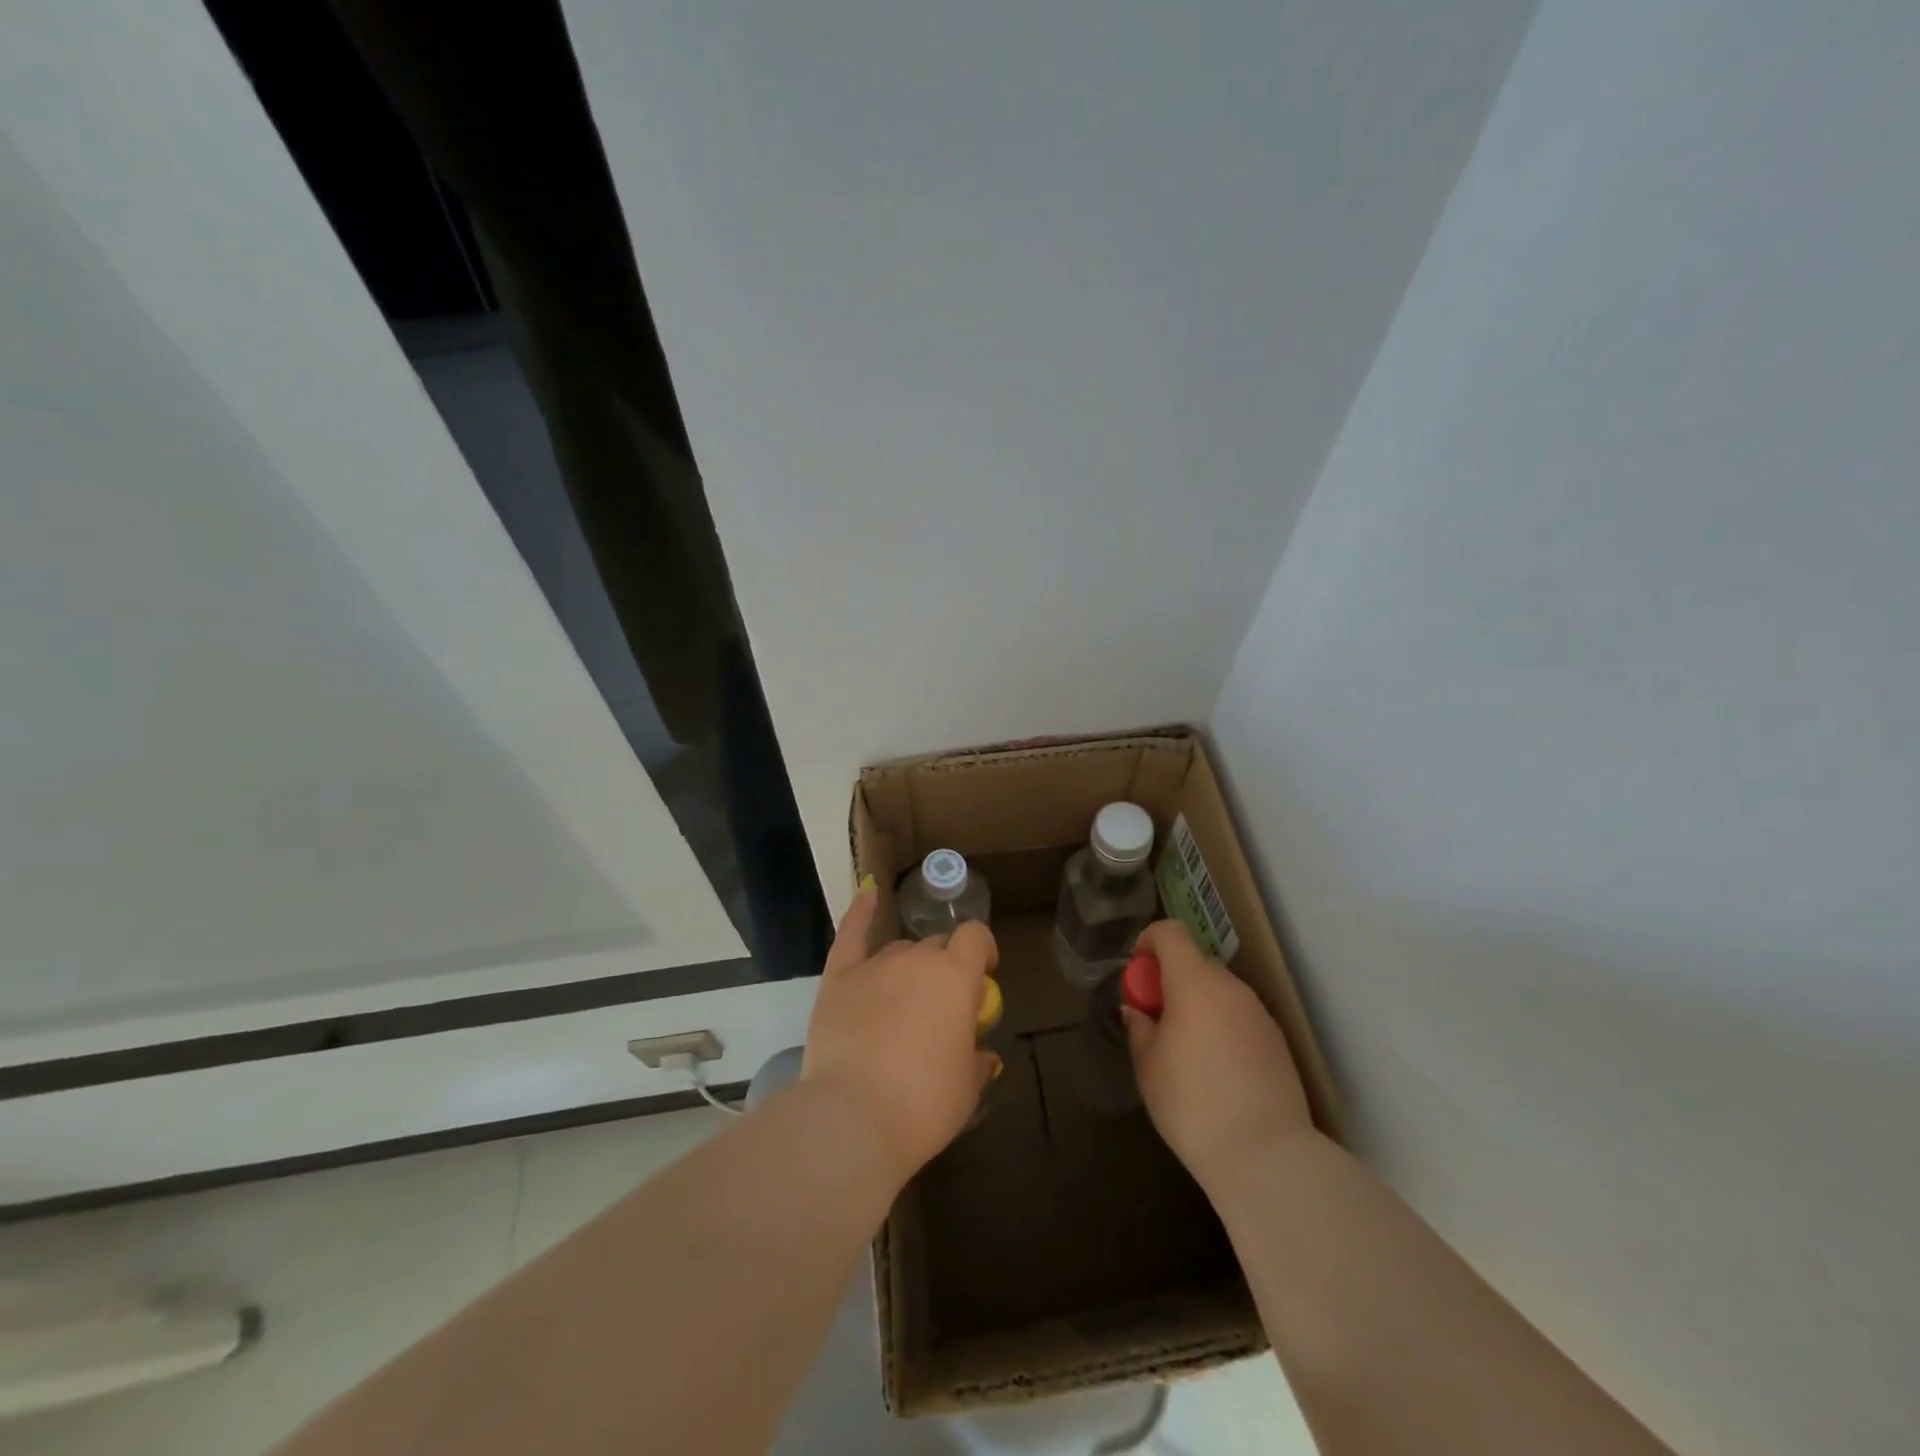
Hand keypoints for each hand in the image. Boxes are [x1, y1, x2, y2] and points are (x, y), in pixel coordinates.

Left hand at [801, 886, 999, 1181]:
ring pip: (900, 949)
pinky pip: (851, 934)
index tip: (984, 975)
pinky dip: (861, 912)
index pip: (976, 938)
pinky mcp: (838, 978)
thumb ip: (977, 1061)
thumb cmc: (923, 1105)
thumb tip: (982, 1054)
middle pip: (937, 945)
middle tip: (942, 1005)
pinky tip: (868, 893)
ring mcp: (874, 965)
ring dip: (909, 966)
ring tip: (905, 1000)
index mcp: (955, 977)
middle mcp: (917, 959)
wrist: (853, 1118)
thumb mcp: (967, 1090)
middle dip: (945, 966)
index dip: (983, 950)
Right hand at [1124, 919, 1312, 1188]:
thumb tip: (1138, 1011)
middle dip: (1172, 981)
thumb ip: (1140, 1028)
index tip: (1139, 974)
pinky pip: (1240, 1017)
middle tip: (1157, 1020)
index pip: (1171, 933)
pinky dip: (1222, 1026)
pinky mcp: (1278, 1042)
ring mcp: (1259, 1014)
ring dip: (1199, 1004)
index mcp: (1195, 983)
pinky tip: (1217, 1070)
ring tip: (1186, 1050)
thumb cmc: (1192, 1105)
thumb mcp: (1148, 1066)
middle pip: (1196, 963)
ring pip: (1220, 992)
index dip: (1149, 942)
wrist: (1266, 1156)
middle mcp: (1231, 988)